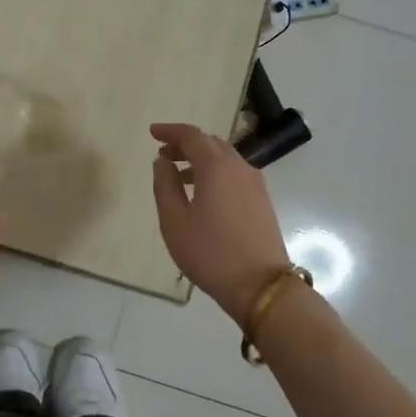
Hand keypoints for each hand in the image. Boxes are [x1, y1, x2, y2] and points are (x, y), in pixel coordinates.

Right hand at [149, 122, 290, 320]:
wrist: (261, 285)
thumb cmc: (211, 253)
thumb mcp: (175, 221)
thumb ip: (165, 185)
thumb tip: (162, 161)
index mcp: (216, 167)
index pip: (191, 135)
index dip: (170, 131)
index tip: (152, 133)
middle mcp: (239, 167)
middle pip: (211, 142)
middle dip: (185, 144)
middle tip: (163, 154)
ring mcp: (255, 184)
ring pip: (225, 158)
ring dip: (201, 159)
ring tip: (179, 175)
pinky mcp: (262, 201)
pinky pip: (235, 173)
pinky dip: (216, 172)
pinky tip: (204, 193)